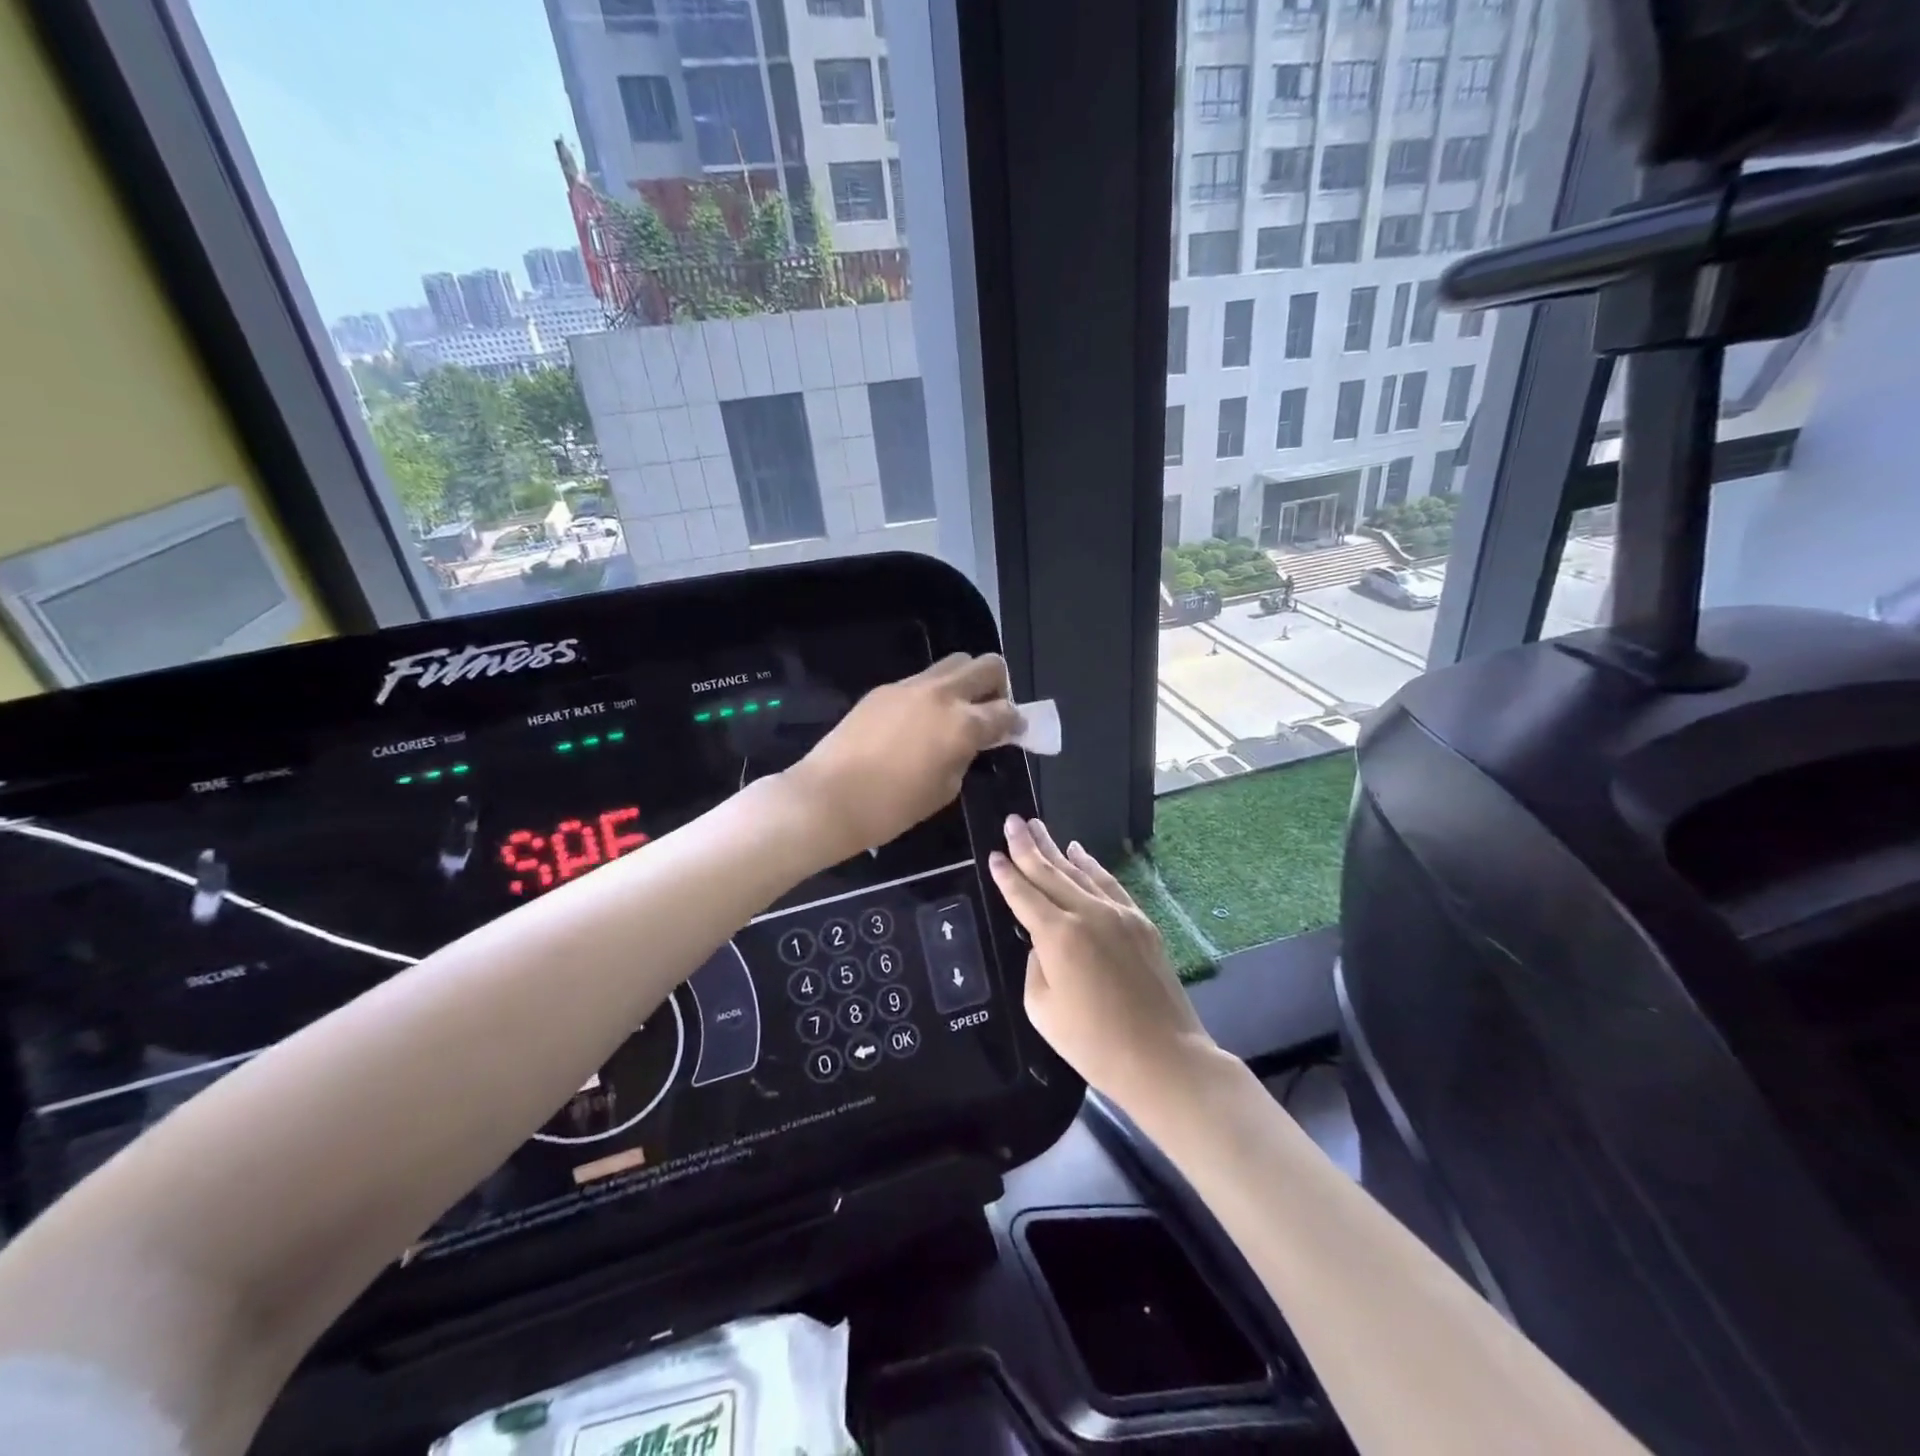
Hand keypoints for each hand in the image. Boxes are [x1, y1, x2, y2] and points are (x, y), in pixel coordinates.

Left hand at [785, 653, 1020, 863]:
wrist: (828, 797)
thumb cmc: (892, 807)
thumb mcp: (944, 790)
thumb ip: (965, 757)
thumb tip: (970, 743)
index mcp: (963, 724)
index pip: (1006, 711)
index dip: (1017, 723)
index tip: (1015, 732)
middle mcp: (942, 694)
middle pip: (987, 665)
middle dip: (998, 685)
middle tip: (989, 712)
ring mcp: (910, 686)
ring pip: (954, 663)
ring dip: (965, 681)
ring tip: (955, 712)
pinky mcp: (884, 689)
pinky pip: (921, 679)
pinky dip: (933, 692)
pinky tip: (919, 721)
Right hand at [989, 817, 1218, 1112]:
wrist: (1162, 1057)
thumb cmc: (1093, 1044)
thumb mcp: (1042, 1010)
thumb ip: (1035, 966)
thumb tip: (1043, 943)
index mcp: (1057, 936)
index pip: (1023, 895)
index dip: (1006, 874)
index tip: (994, 853)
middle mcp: (1086, 913)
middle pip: (1049, 872)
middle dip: (1027, 845)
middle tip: (1012, 820)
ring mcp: (1118, 914)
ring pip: (1079, 872)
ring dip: (1056, 848)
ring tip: (1037, 826)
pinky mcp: (1140, 921)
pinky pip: (1109, 883)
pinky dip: (1091, 865)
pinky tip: (1079, 851)